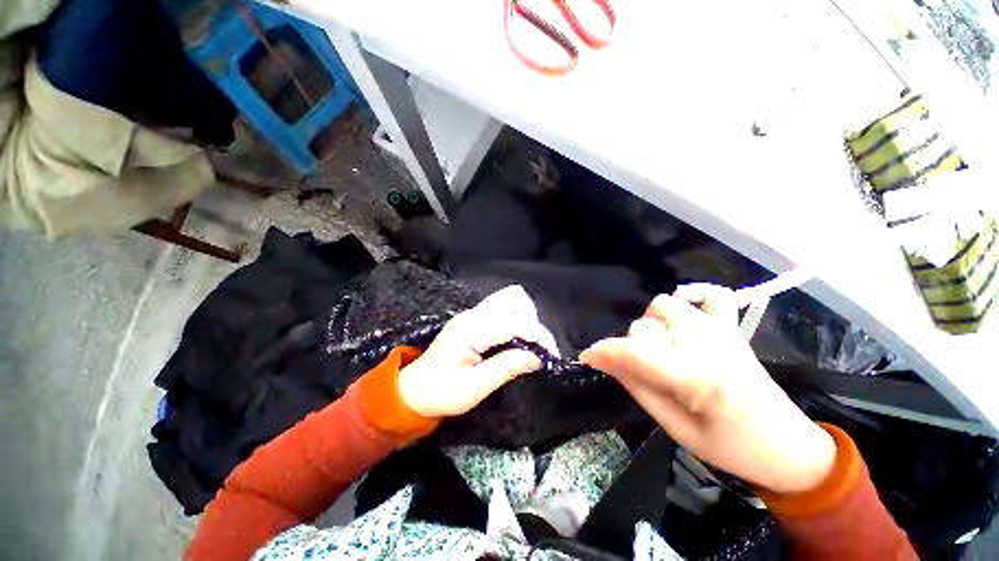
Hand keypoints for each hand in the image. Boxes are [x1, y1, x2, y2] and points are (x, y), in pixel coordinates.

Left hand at [398, 285, 558, 417]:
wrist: (412, 391)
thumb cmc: (440, 393)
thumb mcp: (474, 387)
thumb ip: (507, 367)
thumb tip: (537, 357)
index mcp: (472, 329)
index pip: (515, 322)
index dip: (538, 336)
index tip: (552, 356)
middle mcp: (473, 314)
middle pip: (513, 299)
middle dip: (532, 322)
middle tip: (536, 349)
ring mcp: (472, 315)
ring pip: (508, 301)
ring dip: (525, 319)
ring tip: (527, 345)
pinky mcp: (472, 320)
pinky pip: (501, 311)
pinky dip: (515, 322)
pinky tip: (514, 342)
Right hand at [580, 284, 835, 493]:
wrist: (789, 447)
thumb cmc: (731, 449)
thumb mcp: (676, 428)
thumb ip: (637, 387)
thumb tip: (604, 361)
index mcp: (697, 377)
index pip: (635, 352)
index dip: (604, 352)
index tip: (587, 358)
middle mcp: (707, 345)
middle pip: (645, 326)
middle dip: (631, 347)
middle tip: (640, 372)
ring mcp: (722, 331)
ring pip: (665, 306)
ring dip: (652, 325)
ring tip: (660, 348)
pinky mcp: (732, 329)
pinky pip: (713, 295)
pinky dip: (692, 294)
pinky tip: (683, 306)